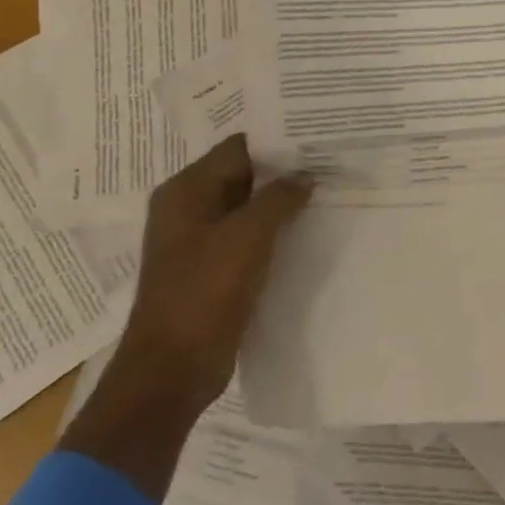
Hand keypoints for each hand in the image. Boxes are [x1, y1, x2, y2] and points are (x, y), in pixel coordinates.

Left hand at [60, 135, 312, 500]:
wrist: (173, 369)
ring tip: (328, 190)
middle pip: (243, 176)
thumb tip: (306, 175)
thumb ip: (279, 198)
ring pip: (249, 208)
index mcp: (185, 192)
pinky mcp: (214, 269)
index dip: (277, 141)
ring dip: (282, 202)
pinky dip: (275, 230)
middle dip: (284, 170)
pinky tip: (308, 228)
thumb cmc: (204, 292)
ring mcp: (201, 241)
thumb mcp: (247, 236)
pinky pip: (249, 237)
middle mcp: (189, 209)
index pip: (237, 148)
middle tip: (331, 161)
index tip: (318, 135)